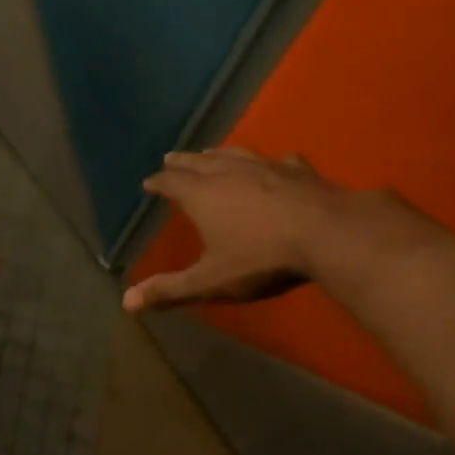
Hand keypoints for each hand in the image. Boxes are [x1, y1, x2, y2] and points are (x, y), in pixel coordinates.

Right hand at [122, 149, 348, 312]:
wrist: (328, 235)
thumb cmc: (261, 259)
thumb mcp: (210, 281)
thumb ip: (170, 290)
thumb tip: (126, 302)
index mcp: (203, 195)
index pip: (172, 182)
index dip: (158, 182)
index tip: (149, 181)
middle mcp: (230, 173)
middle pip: (199, 161)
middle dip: (182, 162)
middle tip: (170, 158)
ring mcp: (267, 167)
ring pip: (235, 154)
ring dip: (218, 154)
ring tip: (210, 153)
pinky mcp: (299, 170)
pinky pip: (277, 161)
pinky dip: (267, 162)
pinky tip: (274, 164)